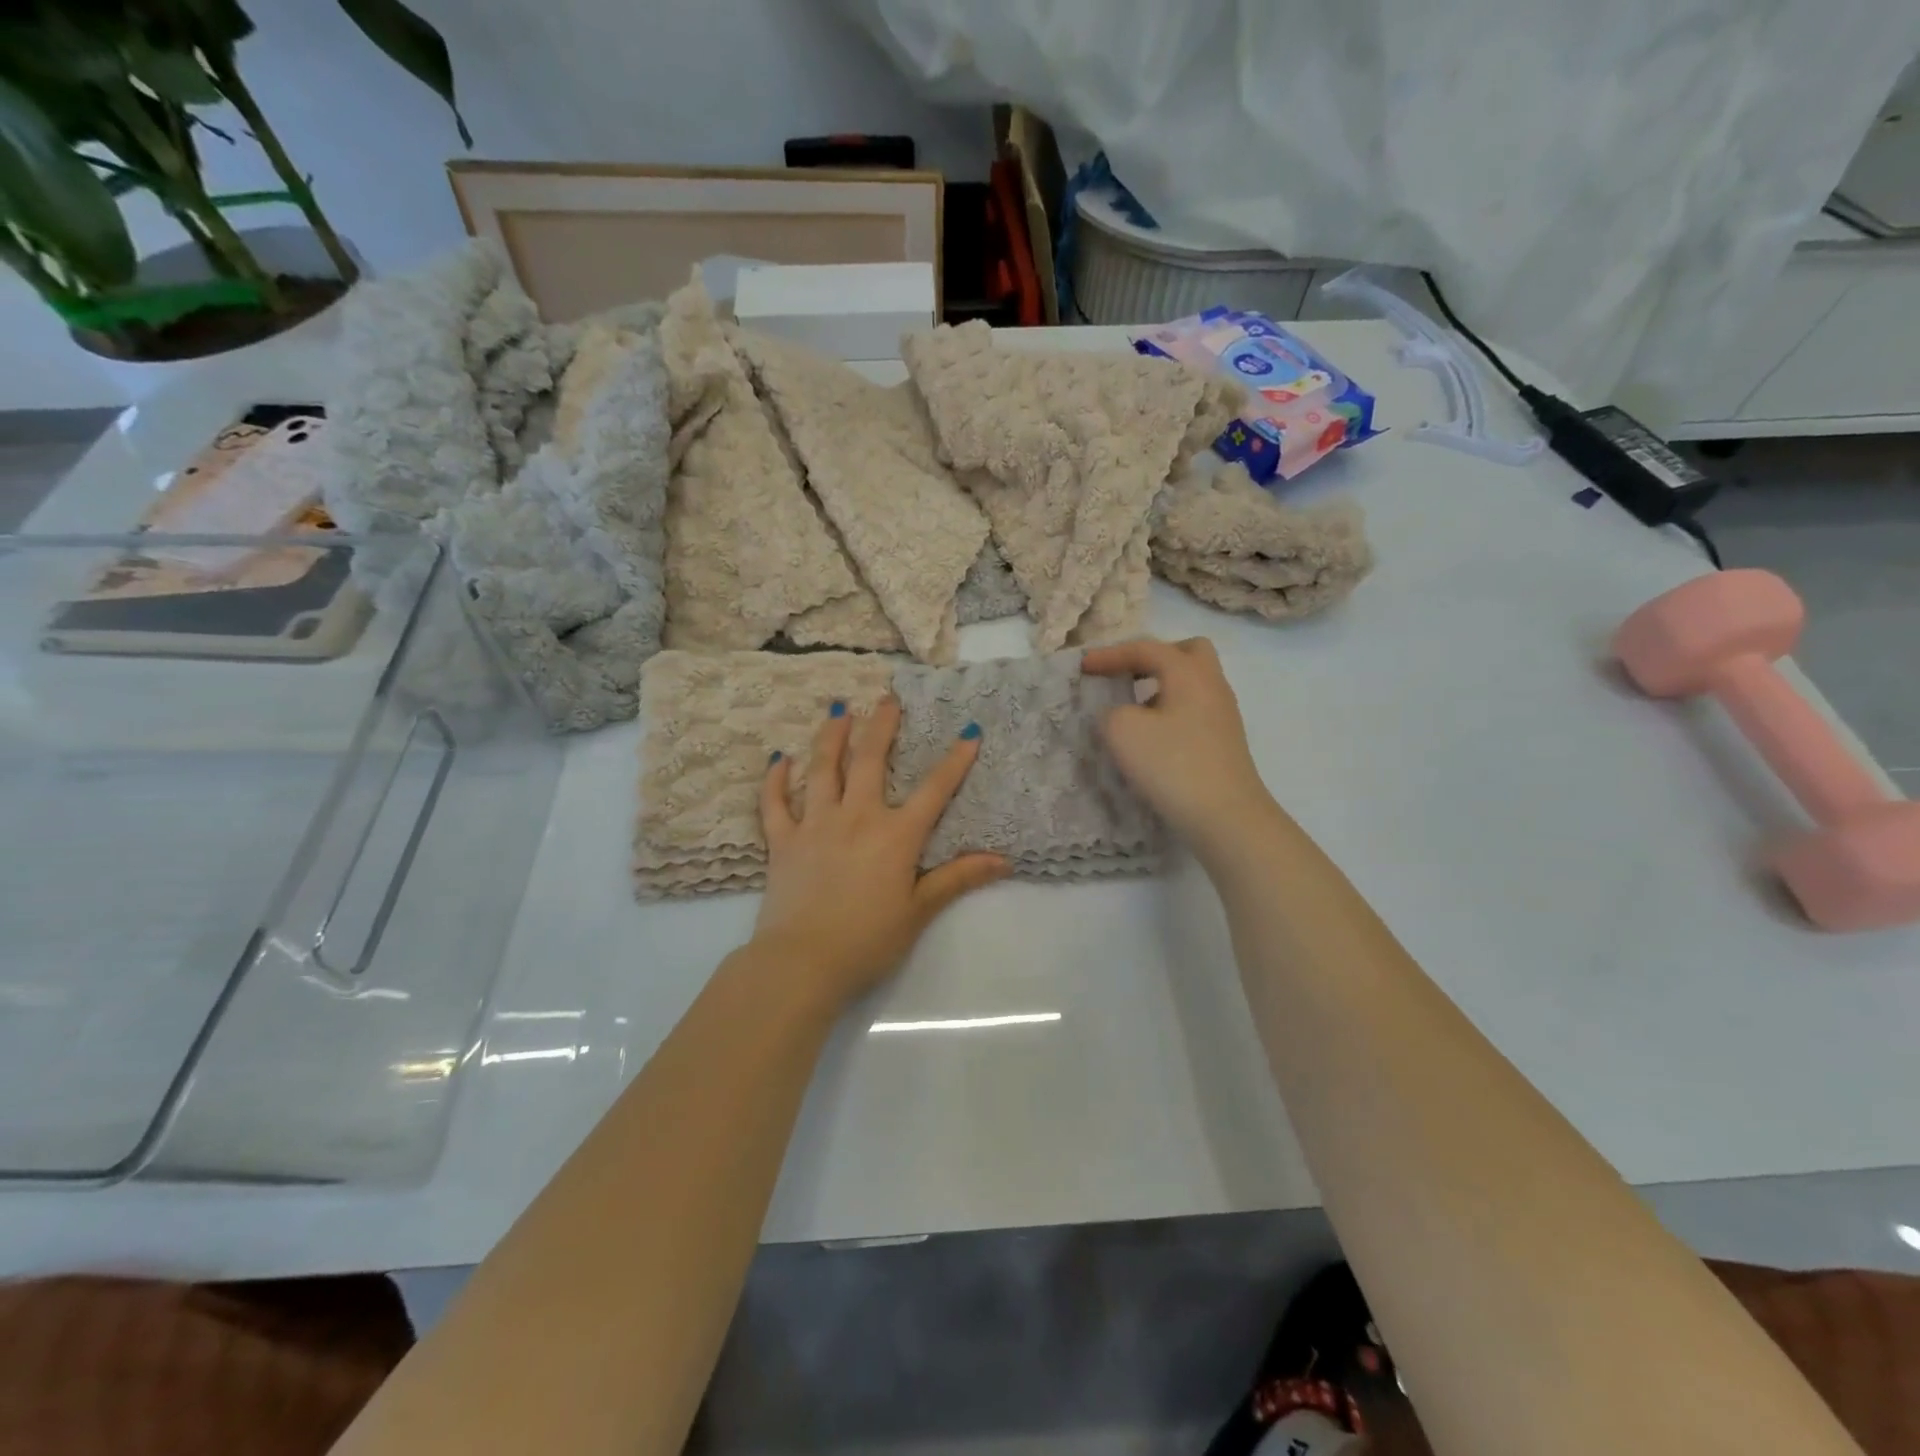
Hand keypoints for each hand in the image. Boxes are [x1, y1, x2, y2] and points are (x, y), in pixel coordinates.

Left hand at [753, 697, 1008, 1008]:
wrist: (802, 962)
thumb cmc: (868, 940)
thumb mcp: (919, 910)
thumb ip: (958, 878)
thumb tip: (1003, 859)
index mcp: (895, 835)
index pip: (933, 790)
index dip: (954, 760)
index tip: (968, 731)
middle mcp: (856, 817)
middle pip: (870, 761)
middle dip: (881, 726)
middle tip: (887, 698)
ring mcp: (815, 824)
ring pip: (823, 769)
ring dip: (831, 736)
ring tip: (838, 710)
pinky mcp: (782, 840)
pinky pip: (776, 802)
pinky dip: (776, 779)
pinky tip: (779, 758)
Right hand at [1081, 637, 1278, 855]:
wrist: (1226, 817)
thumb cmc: (1173, 765)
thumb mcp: (1123, 731)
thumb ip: (1111, 712)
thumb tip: (1120, 714)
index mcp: (1189, 673)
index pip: (1146, 649)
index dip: (1110, 654)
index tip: (1083, 668)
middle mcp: (1212, 685)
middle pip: (1187, 652)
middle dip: (1153, 657)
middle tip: (1126, 675)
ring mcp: (1223, 715)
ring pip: (1193, 683)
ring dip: (1161, 687)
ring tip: (1133, 709)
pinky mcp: (1225, 742)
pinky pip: (1195, 709)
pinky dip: (1171, 711)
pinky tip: (1153, 737)